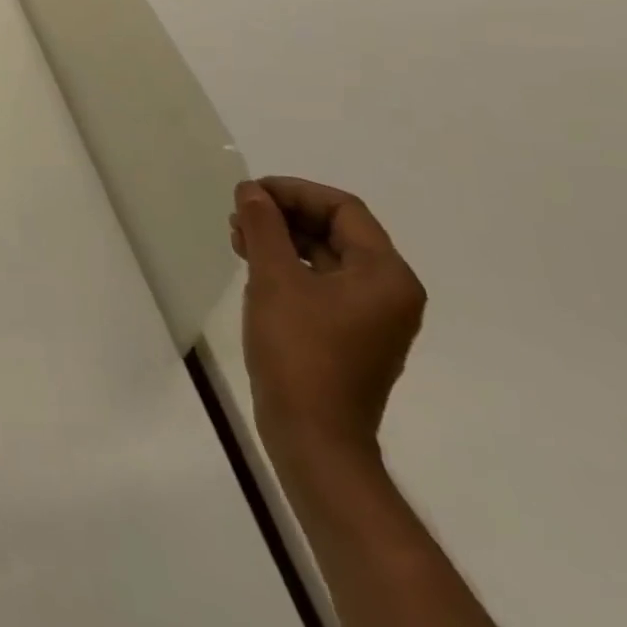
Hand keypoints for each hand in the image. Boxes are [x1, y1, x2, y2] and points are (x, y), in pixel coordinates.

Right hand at [230, 177, 425, 471]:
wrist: (313, 437)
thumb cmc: (299, 351)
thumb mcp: (275, 278)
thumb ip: (263, 226)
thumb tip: (251, 190)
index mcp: (385, 275)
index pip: (343, 209)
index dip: (294, 192)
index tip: (249, 193)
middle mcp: (389, 291)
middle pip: (336, 230)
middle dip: (284, 214)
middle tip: (238, 214)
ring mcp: (371, 315)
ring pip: (325, 255)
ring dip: (281, 238)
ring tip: (237, 237)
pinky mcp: (350, 333)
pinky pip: (321, 282)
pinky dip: (288, 265)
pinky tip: (254, 264)